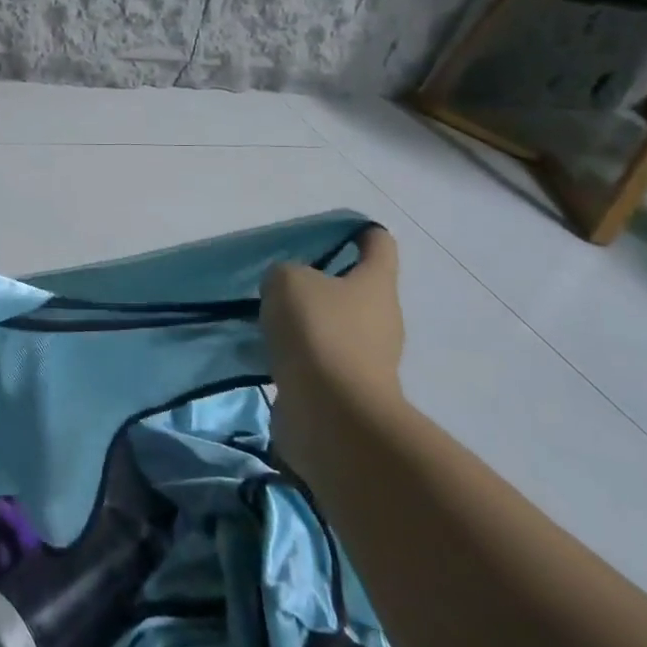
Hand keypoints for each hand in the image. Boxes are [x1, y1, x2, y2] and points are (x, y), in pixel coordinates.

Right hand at [261, 228, 405, 459]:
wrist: (331, 415)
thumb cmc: (318, 331)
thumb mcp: (287, 281)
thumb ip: (286, 274)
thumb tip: (289, 291)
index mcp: (376, 284)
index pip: (379, 245)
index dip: (361, 233)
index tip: (337, 231)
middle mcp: (381, 319)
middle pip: (356, 289)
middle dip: (324, 283)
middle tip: (284, 281)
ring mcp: (368, 359)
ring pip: (335, 327)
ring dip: (307, 323)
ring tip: (267, 320)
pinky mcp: (348, 392)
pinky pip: (319, 361)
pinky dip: (297, 356)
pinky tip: (265, 353)